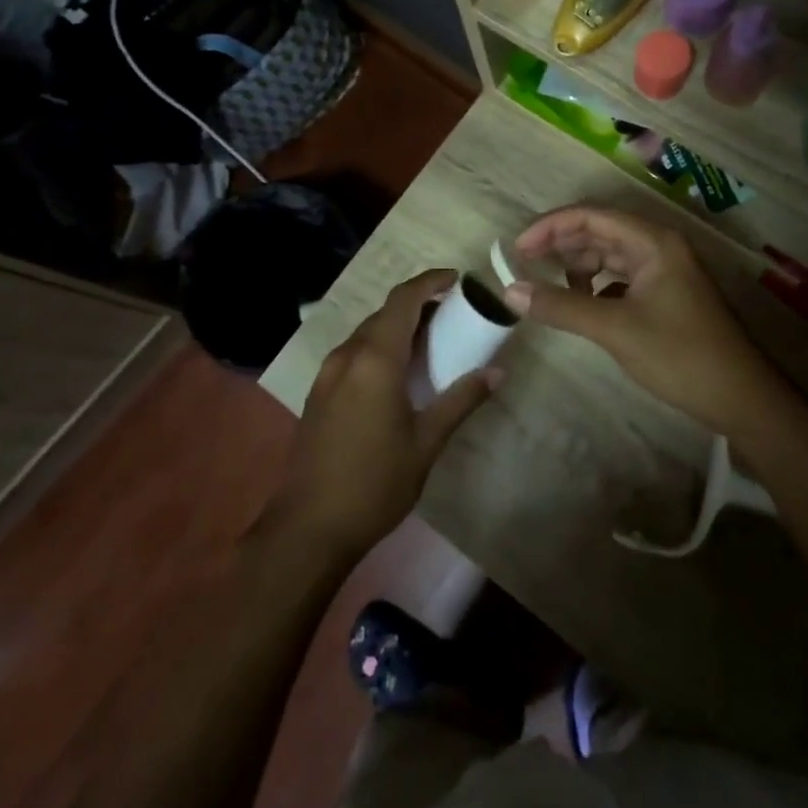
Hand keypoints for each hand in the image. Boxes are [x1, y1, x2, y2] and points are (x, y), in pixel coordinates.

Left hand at [276, 270, 500, 558]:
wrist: (309, 527)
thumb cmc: (375, 482)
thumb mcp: (427, 442)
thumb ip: (461, 400)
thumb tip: (497, 372)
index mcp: (374, 360)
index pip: (403, 299)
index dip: (430, 282)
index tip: (457, 280)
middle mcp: (347, 356)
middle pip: (385, 313)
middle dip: (418, 305)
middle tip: (453, 315)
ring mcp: (327, 374)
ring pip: (367, 333)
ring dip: (398, 327)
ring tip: (430, 342)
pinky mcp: (319, 393)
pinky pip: (354, 353)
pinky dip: (380, 347)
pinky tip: (398, 373)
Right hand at [503, 206, 781, 437]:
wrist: (740, 396)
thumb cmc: (679, 355)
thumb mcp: (614, 329)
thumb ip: (561, 307)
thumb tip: (510, 291)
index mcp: (653, 242)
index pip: (591, 216)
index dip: (550, 226)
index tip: (518, 249)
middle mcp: (659, 246)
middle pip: (600, 231)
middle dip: (561, 245)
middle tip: (524, 266)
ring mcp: (664, 270)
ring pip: (610, 255)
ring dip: (579, 267)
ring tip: (552, 290)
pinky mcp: (665, 294)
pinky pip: (621, 277)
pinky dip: (597, 286)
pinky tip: (583, 306)